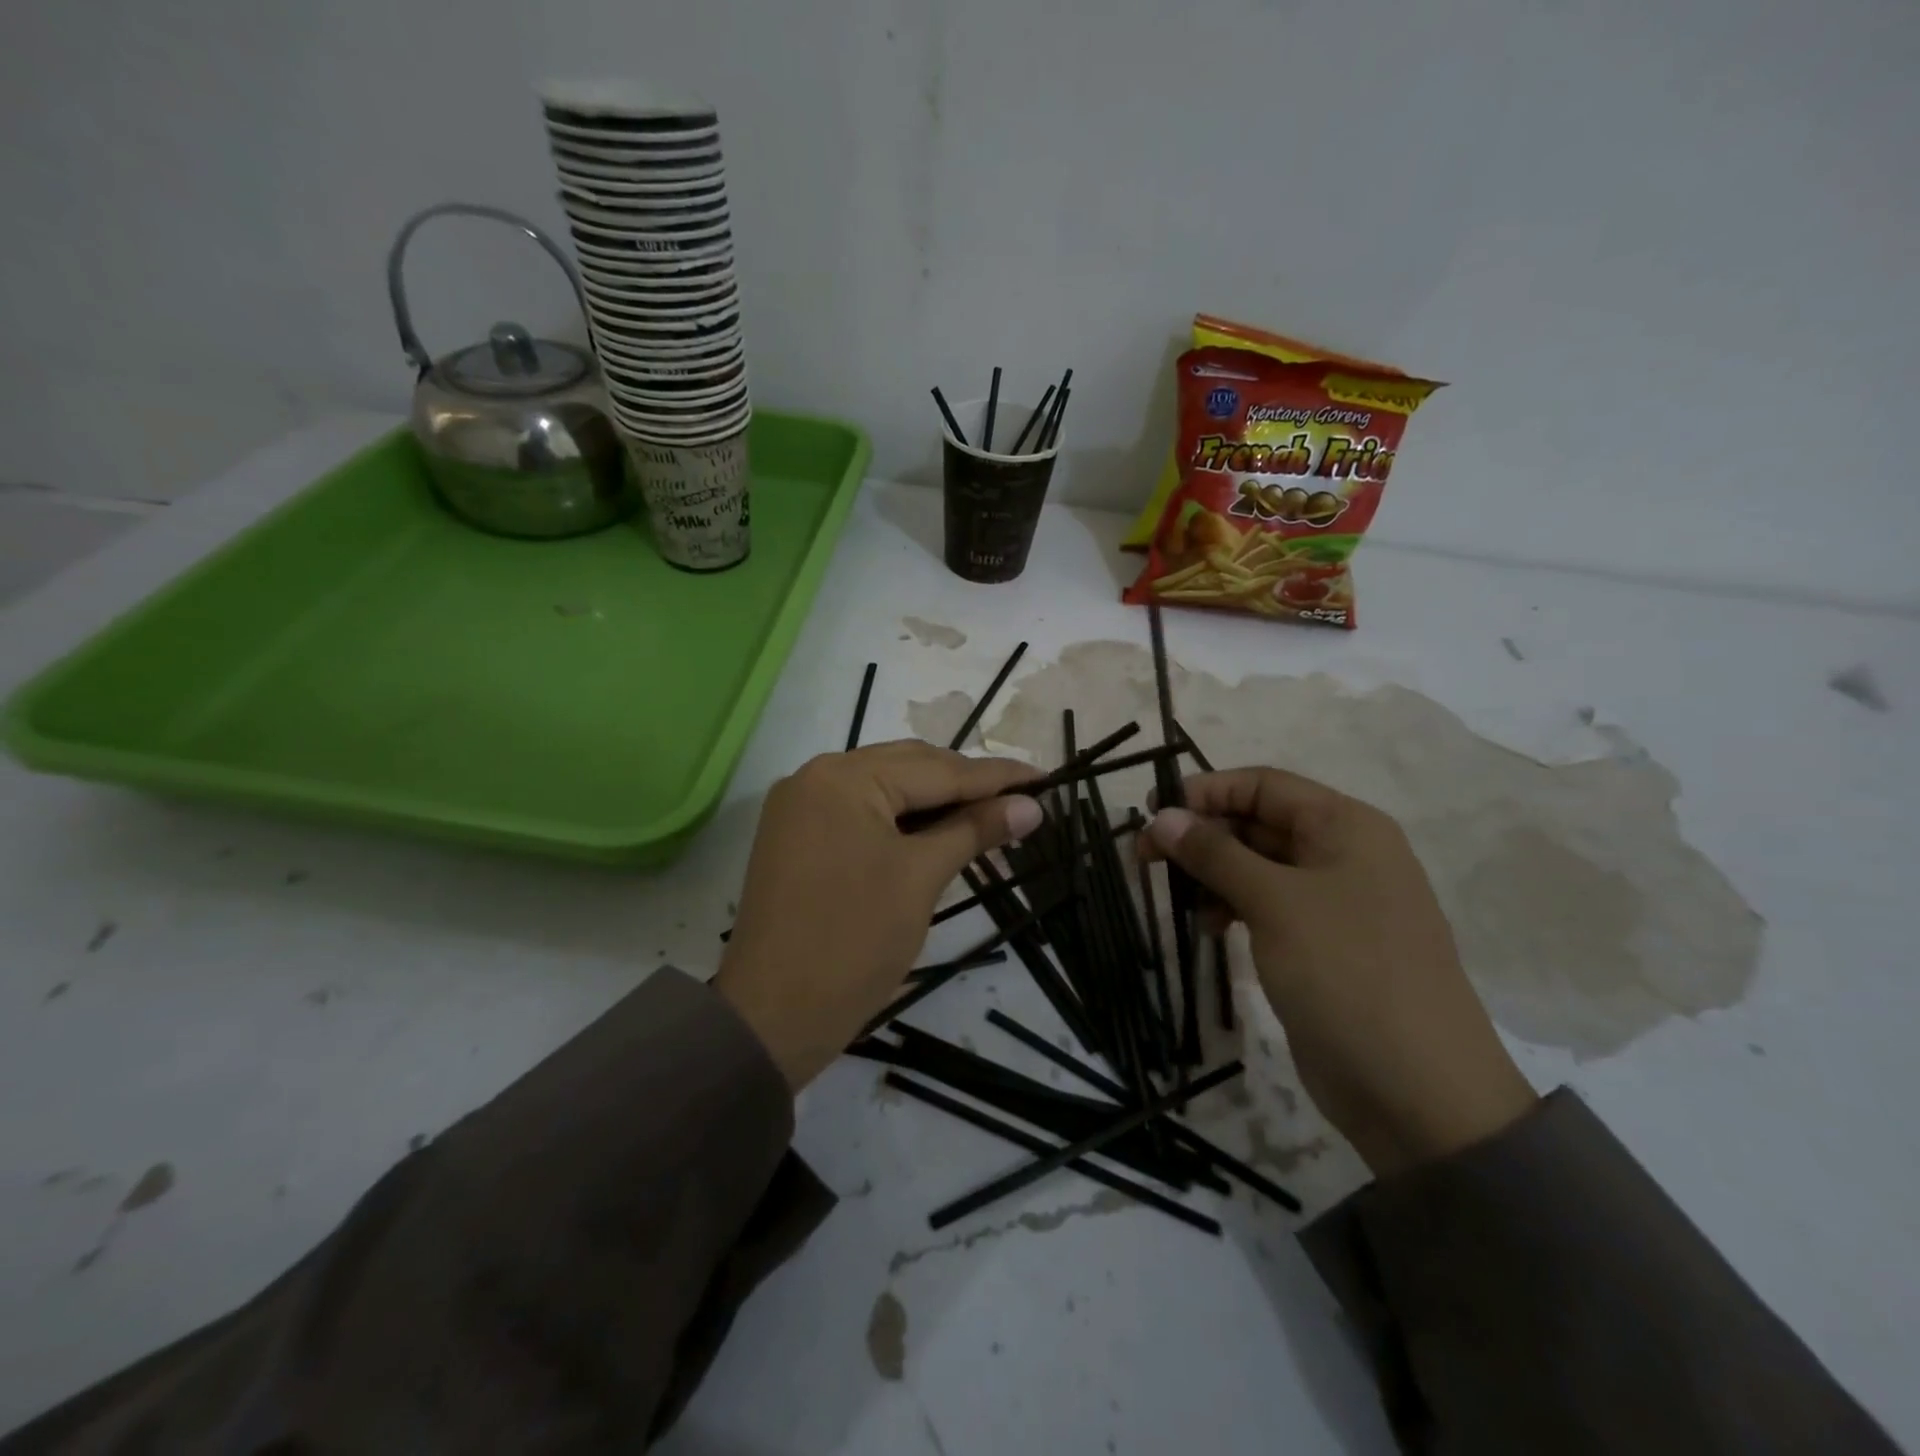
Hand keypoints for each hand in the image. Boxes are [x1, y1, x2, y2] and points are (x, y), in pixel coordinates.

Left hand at [715, 741, 1043, 1089]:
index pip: (937, 768)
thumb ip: (974, 830)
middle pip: (909, 768)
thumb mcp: (921, 878)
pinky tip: (938, 832)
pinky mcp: (798, 835)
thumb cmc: (854, 941)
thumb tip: (1032, 806)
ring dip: (935, 802)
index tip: (1046, 777)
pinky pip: (862, 812)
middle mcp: (817, 776)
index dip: (997, 776)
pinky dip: (902, 820)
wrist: (772, 1016)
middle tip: (1021, 801)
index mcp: (843, 777)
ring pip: (886, 789)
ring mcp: (802, 806)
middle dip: (966, 785)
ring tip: (989, 816)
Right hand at [1143, 768, 1535, 1175]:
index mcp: (1346, 827)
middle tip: (1146, 858)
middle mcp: (1342, 854)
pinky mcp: (1321, 944)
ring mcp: (1334, 903)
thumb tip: (1160, 815)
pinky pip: (1267, 906)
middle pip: (1258, 823)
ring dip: (1213, 874)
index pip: (1263, 785)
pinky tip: (1209, 927)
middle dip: (1202, 835)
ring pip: (1258, 866)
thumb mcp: (1275, 903)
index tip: (1152, 814)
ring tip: (1177, 899)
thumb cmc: (1347, 974)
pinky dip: (1233, 907)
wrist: (1418, 1093)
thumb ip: (1214, 854)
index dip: (1206, 792)